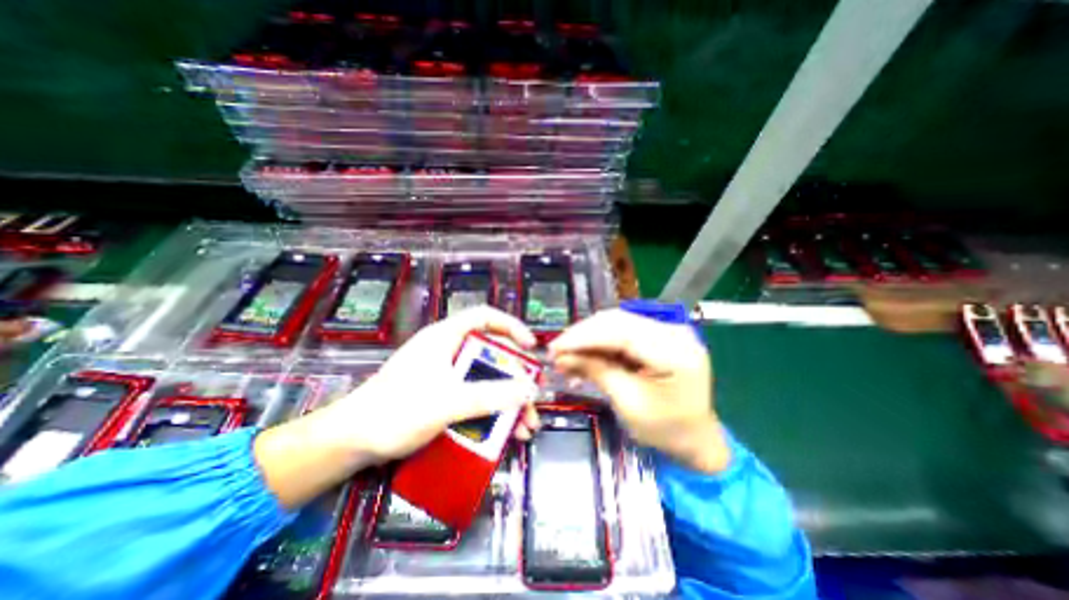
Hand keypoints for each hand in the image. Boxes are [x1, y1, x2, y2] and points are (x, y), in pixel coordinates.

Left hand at [334, 308, 544, 462]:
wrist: (349, 443)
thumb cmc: (395, 412)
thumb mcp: (448, 402)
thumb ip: (490, 395)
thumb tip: (530, 389)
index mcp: (446, 337)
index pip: (485, 317)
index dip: (511, 327)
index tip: (531, 348)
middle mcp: (448, 350)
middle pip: (491, 353)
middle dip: (515, 378)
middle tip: (531, 399)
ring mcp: (445, 374)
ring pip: (486, 379)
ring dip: (508, 401)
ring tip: (525, 427)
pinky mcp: (441, 394)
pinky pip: (475, 396)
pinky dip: (492, 412)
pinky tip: (505, 433)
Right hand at [551, 308, 725, 472]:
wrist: (697, 438)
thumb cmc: (666, 430)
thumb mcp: (628, 403)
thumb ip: (597, 371)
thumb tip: (562, 356)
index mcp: (675, 351)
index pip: (621, 332)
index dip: (584, 336)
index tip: (555, 347)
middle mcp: (674, 332)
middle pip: (617, 321)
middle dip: (583, 335)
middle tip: (557, 351)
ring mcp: (668, 331)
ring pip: (617, 324)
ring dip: (589, 338)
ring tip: (566, 354)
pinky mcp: (659, 335)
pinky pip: (623, 332)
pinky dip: (601, 342)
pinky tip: (584, 354)